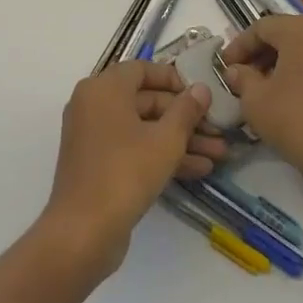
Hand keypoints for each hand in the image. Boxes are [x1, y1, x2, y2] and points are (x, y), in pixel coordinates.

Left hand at [40, 63, 227, 275]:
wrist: (83, 232)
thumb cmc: (125, 172)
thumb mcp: (166, 140)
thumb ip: (187, 110)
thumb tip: (201, 88)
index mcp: (104, 88)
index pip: (142, 69)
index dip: (174, 79)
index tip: (201, 94)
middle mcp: (94, 105)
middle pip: (146, 101)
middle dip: (185, 117)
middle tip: (218, 129)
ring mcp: (94, 137)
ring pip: (144, 128)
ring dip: (180, 140)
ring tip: (218, 154)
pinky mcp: (98, 165)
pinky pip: (134, 148)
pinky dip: (161, 155)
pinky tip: (198, 169)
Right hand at [219, 17, 302, 203]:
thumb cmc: (297, 121)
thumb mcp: (256, 100)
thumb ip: (242, 78)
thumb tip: (236, 71)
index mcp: (301, 28)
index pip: (261, 28)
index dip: (238, 46)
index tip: (224, 67)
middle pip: (284, 34)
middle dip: (259, 54)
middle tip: (241, 77)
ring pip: (302, 47)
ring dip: (279, 62)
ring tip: (262, 88)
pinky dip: (300, 71)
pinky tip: (288, 95)